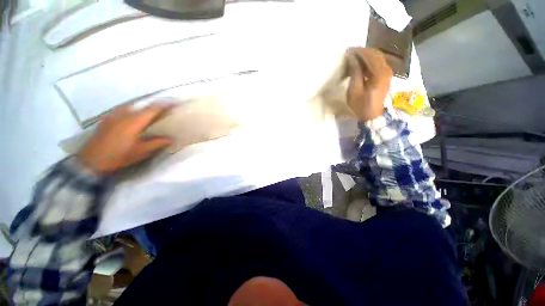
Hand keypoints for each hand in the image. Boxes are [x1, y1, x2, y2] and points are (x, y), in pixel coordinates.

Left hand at [77, 104, 172, 175]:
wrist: (91, 160)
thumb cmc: (118, 155)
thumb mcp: (140, 152)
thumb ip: (156, 143)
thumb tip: (171, 138)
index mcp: (134, 121)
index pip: (153, 109)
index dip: (164, 104)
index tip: (174, 101)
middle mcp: (124, 114)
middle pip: (142, 105)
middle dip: (154, 106)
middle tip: (163, 110)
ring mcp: (113, 115)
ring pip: (131, 106)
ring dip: (142, 108)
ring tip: (149, 113)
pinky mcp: (107, 119)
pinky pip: (123, 110)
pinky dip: (132, 111)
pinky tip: (132, 118)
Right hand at [346, 48, 392, 121]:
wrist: (372, 115)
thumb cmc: (361, 105)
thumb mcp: (354, 90)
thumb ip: (355, 72)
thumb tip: (352, 58)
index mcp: (379, 73)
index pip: (370, 55)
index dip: (359, 51)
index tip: (348, 50)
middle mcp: (386, 69)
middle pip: (376, 54)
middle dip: (363, 51)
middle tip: (350, 52)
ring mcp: (387, 72)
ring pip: (377, 57)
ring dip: (366, 56)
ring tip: (354, 57)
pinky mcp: (385, 76)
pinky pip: (378, 63)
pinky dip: (369, 61)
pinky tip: (360, 64)